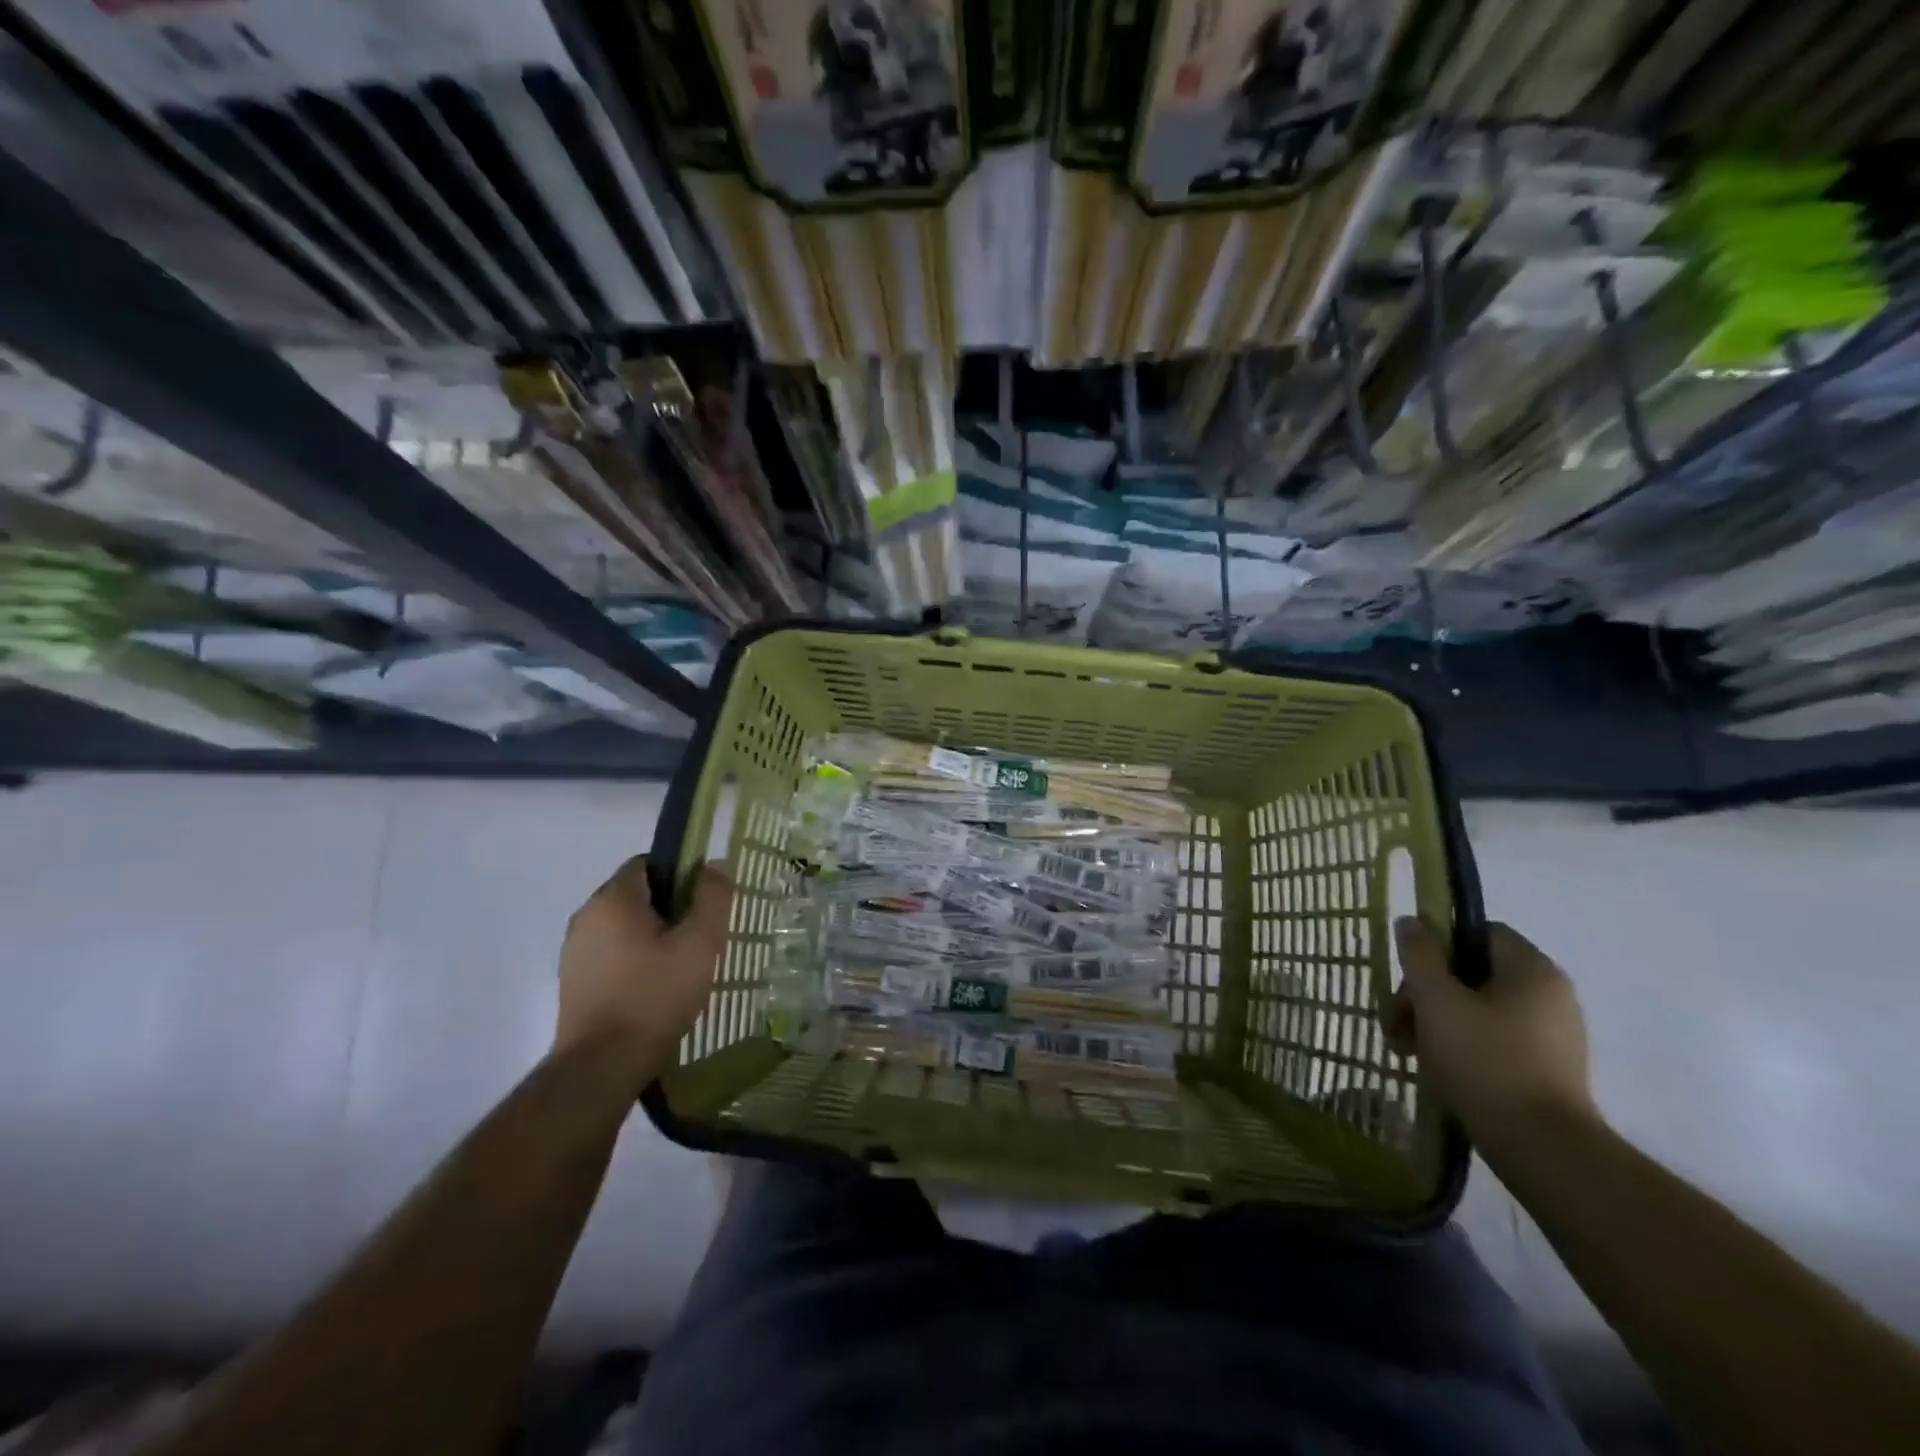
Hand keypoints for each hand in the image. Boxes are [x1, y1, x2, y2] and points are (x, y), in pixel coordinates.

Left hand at [553, 856, 733, 1080]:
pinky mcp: (573, 981)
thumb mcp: (700, 944)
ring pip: (622, 926)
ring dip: (651, 936)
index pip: (647, 862)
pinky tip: (654, 988)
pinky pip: (610, 953)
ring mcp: (574, 951)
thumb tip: (715, 865)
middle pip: (635, 894)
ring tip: (680, 966)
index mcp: (613, 899)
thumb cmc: (655, 996)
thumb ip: (712, 898)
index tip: (702, 903)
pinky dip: (633, 959)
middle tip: (698, 936)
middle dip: (669, 908)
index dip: (680, 874)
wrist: (602, 1066)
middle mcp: (586, 916)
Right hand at [1386, 918, 1595, 1146]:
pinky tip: (1439, 1071)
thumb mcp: (1436, 999)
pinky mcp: (1550, 1071)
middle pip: (1474, 974)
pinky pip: (1496, 1041)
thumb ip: (1420, 955)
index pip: (1479, 932)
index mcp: (1533, 970)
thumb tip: (1412, 921)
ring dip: (1439, 1022)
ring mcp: (1555, 1036)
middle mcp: (1552, 996)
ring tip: (1410, 1050)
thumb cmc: (1484, 1060)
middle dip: (1428, 993)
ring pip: (1480, 1010)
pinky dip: (1463, 1047)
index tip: (1410, 975)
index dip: (1438, 946)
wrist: (1542, 1148)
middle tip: (1399, 1021)